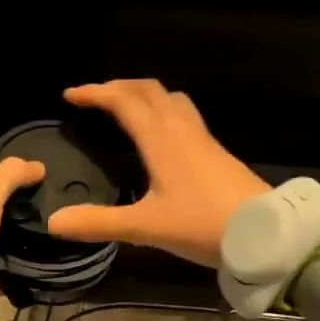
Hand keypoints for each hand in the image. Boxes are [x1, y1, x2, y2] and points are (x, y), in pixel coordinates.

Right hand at [47, 80, 268, 266]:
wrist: (265, 233)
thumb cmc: (202, 225)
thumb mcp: (146, 227)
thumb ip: (99, 223)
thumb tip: (54, 222)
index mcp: (161, 139)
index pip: (123, 101)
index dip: (95, 93)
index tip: (70, 95)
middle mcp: (182, 129)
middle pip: (149, 90)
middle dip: (119, 87)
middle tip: (97, 97)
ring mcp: (203, 139)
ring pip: (171, 100)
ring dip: (145, 96)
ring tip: (127, 108)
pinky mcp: (217, 152)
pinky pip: (185, 116)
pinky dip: (163, 112)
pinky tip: (162, 137)